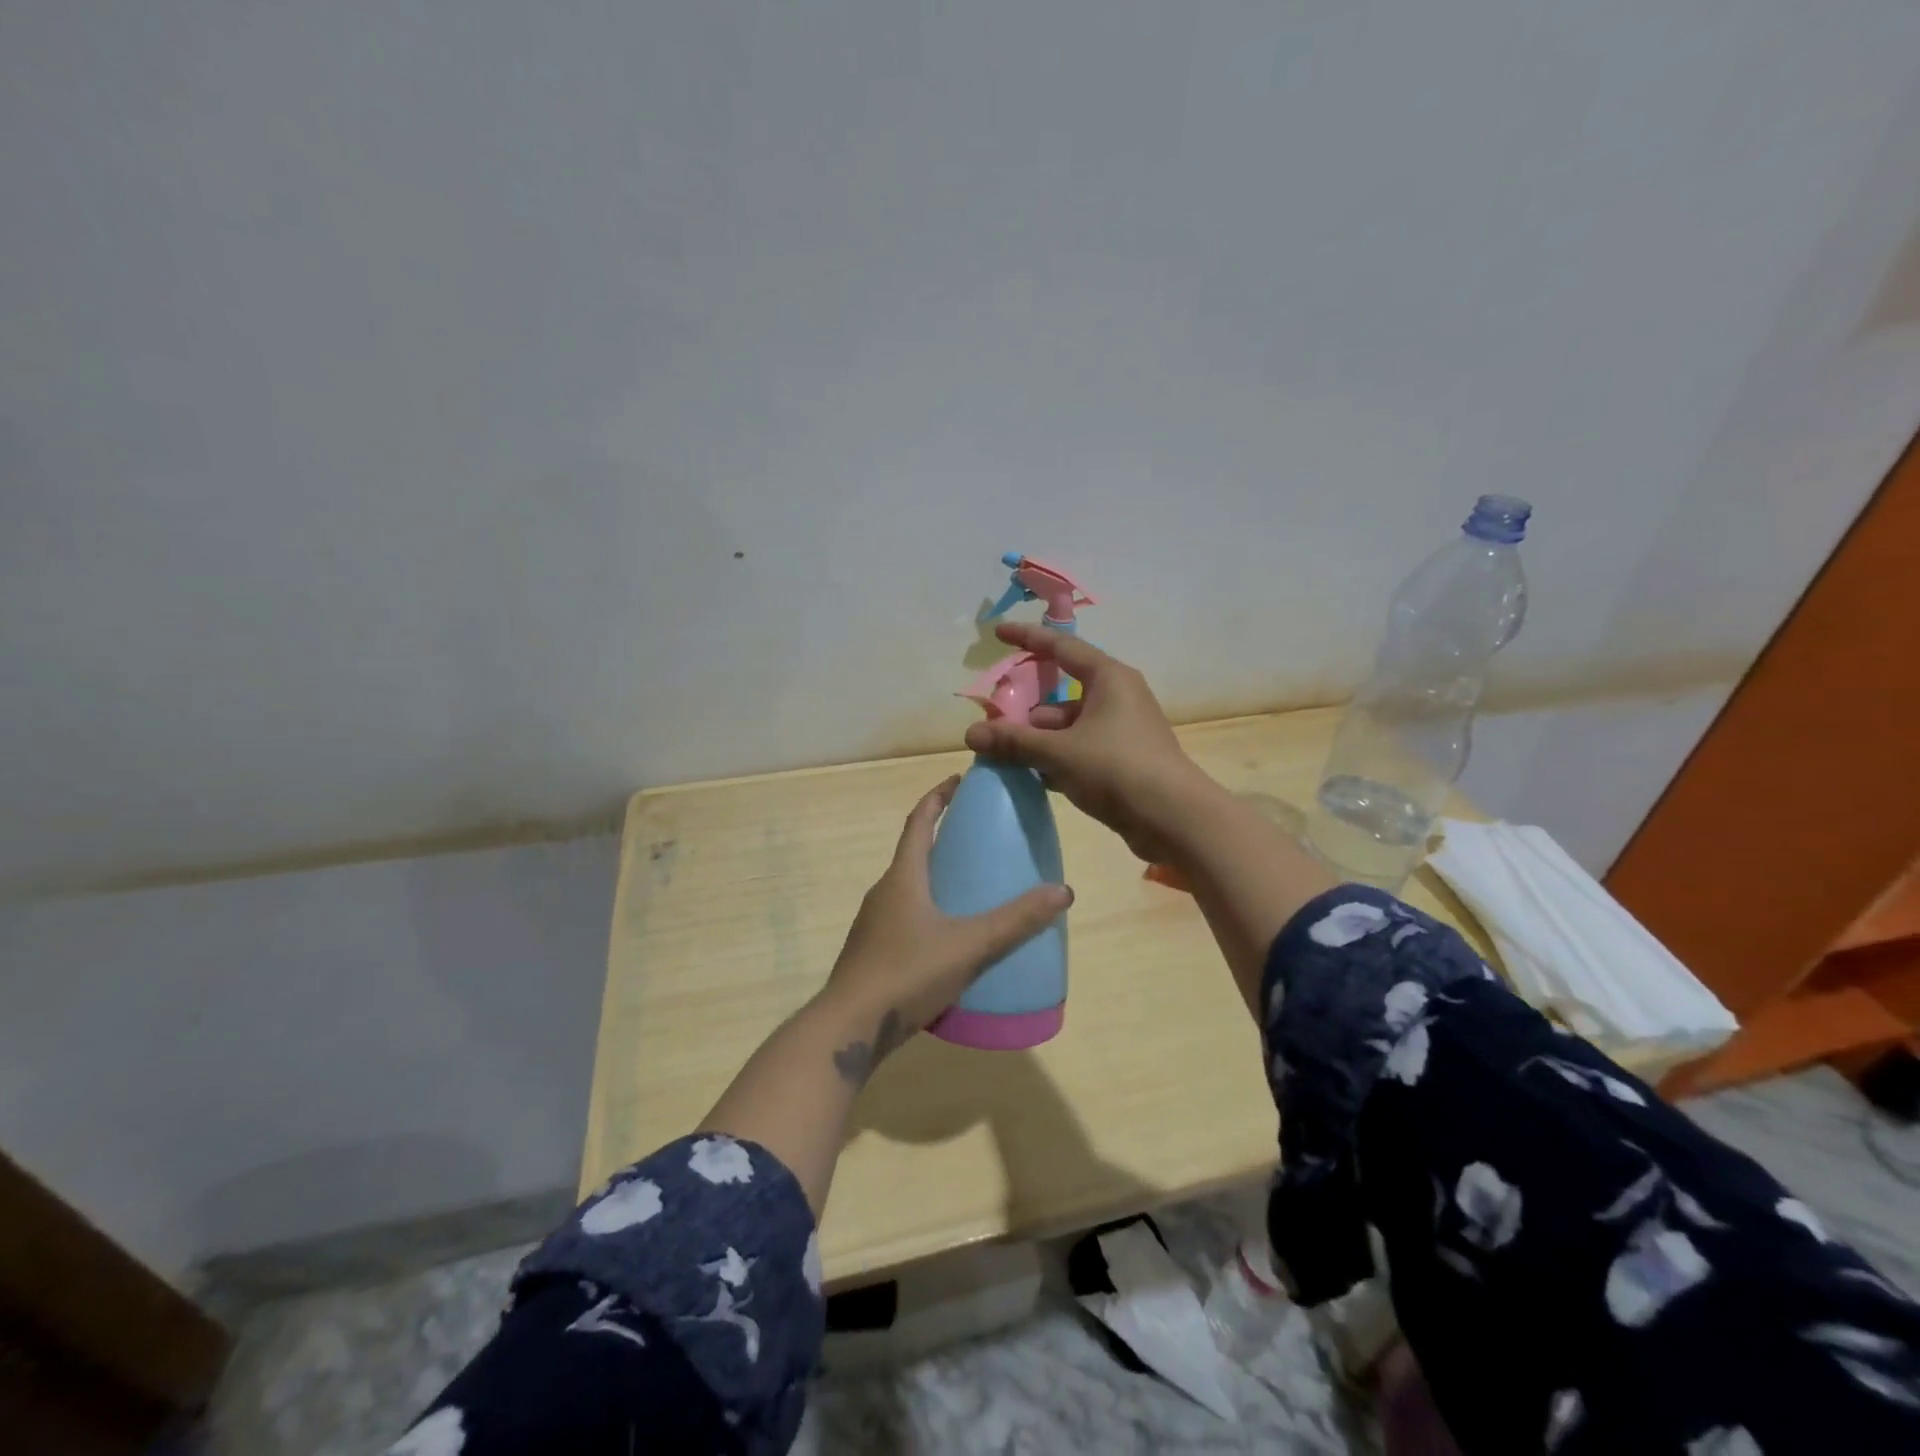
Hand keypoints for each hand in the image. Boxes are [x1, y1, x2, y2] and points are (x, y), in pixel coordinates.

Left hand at [815, 775, 1072, 1082]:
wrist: (848, 1028)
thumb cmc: (907, 973)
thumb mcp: (969, 945)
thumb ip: (1016, 920)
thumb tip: (1063, 891)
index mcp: (903, 877)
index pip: (919, 821)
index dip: (938, 796)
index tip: (959, 780)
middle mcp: (884, 892)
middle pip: (914, 852)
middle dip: (943, 837)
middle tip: (979, 836)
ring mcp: (875, 924)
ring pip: (909, 886)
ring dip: (935, 876)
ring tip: (971, 884)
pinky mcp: (873, 951)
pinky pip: (905, 915)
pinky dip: (929, 909)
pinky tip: (950, 936)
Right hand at [964, 622, 1214, 861]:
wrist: (1174, 819)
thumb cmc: (1117, 769)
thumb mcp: (1058, 752)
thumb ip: (1013, 742)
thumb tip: (971, 734)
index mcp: (1108, 678)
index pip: (1061, 647)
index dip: (1028, 638)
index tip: (998, 634)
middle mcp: (1119, 697)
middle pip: (1062, 694)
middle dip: (1027, 711)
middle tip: (994, 725)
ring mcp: (1124, 730)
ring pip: (1071, 726)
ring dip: (1041, 740)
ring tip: (1007, 758)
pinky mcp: (1126, 760)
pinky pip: (1082, 749)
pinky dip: (1059, 758)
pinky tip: (1035, 777)